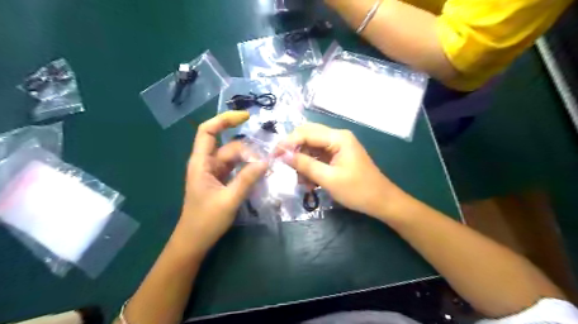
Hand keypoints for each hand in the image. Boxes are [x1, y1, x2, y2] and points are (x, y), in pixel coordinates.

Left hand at [178, 113, 267, 251]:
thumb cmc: (205, 221)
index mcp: (201, 163)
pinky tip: (259, 173)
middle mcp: (207, 164)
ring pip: (234, 158)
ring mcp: (214, 173)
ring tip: (266, 167)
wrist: (194, 242)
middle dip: (247, 150)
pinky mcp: (220, 181)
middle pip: (228, 146)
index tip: (246, 117)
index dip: (225, 119)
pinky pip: (235, 168)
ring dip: (249, 160)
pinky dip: (247, 169)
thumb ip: (247, 179)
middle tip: (265, 162)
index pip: (208, 131)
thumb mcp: (229, 200)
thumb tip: (265, 161)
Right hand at [277, 123, 402, 219]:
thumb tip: (282, 155)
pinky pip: (318, 157)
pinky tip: (309, 183)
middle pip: (307, 136)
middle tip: (282, 165)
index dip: (288, 143)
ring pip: (311, 147)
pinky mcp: (337, 157)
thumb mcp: (329, 179)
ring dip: (302, 162)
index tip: (273, 156)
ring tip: (301, 181)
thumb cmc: (358, 190)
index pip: (305, 133)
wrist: (382, 202)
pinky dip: (310, 167)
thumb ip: (305, 165)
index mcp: (338, 138)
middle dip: (294, 150)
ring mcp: (337, 147)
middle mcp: (337, 137)